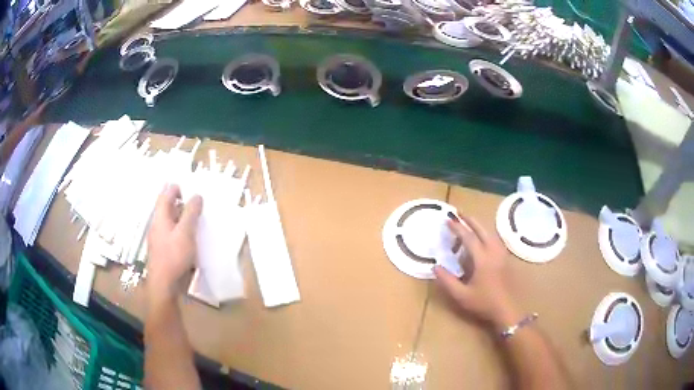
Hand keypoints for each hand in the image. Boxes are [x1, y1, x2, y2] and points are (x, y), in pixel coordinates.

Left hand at [147, 184, 202, 303]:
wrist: (165, 286)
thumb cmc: (174, 257)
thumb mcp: (185, 232)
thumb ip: (191, 213)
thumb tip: (197, 195)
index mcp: (160, 218)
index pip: (165, 195)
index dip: (176, 188)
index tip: (189, 186)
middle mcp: (158, 226)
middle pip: (168, 209)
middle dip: (182, 203)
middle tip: (199, 202)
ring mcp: (161, 240)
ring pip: (172, 223)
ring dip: (184, 218)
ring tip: (199, 219)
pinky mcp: (166, 252)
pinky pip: (175, 236)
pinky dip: (184, 232)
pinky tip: (194, 238)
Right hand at [433, 213, 520, 329]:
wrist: (507, 309)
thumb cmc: (484, 303)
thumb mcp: (461, 295)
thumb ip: (447, 281)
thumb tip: (435, 266)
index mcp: (482, 259)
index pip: (469, 238)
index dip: (458, 228)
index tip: (448, 219)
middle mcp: (493, 252)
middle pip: (482, 230)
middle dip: (470, 220)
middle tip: (459, 212)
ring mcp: (501, 255)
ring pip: (490, 234)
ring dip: (479, 226)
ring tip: (469, 223)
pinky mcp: (505, 259)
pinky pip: (495, 240)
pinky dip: (486, 234)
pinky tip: (483, 238)